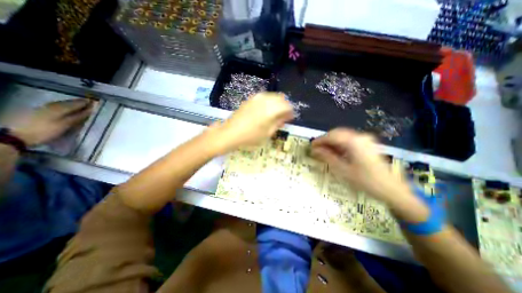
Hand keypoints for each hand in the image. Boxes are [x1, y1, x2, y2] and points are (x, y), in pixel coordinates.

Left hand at [6, 100, 92, 145]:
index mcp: (60, 108)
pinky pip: (56, 106)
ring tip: (80, 105)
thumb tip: (90, 110)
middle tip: (89, 102)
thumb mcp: (65, 125)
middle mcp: (52, 105)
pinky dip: (64, 106)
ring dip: (71, 104)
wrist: (16, 135)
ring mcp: (43, 108)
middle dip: (79, 102)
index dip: (86, 103)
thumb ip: (78, 117)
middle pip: (68, 102)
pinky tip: (67, 109)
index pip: (76, 103)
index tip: (95, 101)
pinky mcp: (38, 112)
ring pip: (61, 104)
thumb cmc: (46, 131)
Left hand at [209, 93, 294, 153]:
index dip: (290, 111)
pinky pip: (264, 97)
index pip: (287, 106)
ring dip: (277, 103)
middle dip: (284, 106)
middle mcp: (265, 100)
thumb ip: (278, 123)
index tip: (290, 118)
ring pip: (273, 96)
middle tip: (283, 116)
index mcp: (271, 110)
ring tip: (275, 114)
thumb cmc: (250, 137)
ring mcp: (256, 98)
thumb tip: (286, 117)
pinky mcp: (250, 99)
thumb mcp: (268, 133)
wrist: (230, 133)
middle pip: (281, 98)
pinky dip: (269, 102)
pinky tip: (266, 110)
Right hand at [312, 128, 409, 205]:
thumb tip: (315, 150)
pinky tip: (336, 152)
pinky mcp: (367, 144)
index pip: (331, 136)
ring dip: (332, 142)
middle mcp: (360, 137)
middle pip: (337, 133)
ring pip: (342, 136)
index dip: (319, 140)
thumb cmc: (365, 181)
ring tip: (324, 151)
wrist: (391, 189)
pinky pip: (349, 140)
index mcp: (354, 142)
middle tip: (316, 149)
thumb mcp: (343, 170)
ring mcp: (365, 139)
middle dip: (325, 140)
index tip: (311, 146)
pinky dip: (340, 144)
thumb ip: (327, 157)